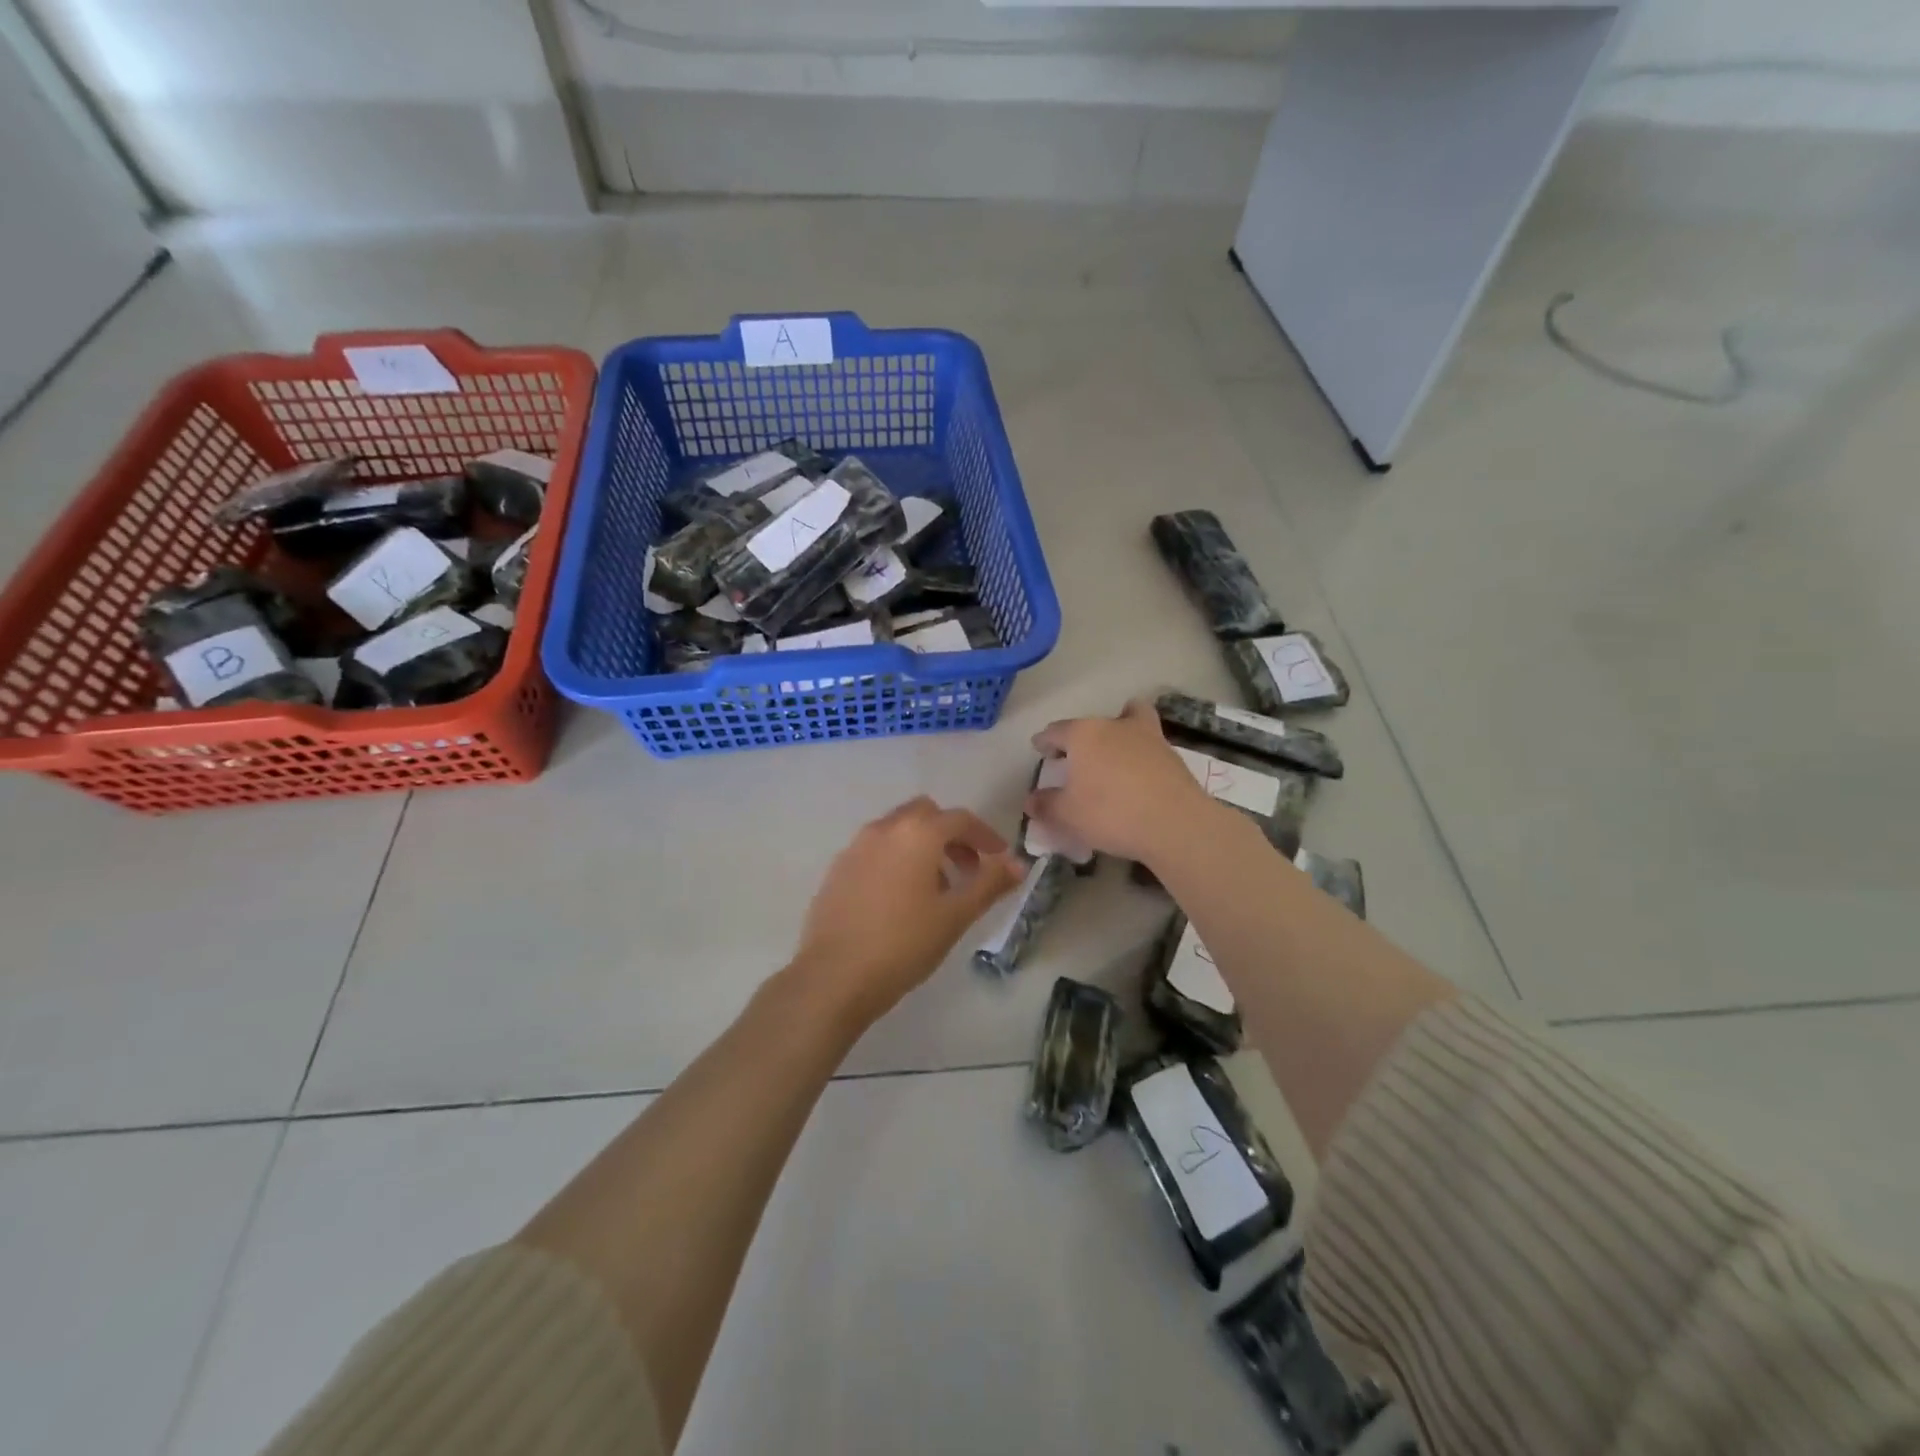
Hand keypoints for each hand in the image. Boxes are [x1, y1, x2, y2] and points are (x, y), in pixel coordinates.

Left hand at [792, 797, 1024, 1023]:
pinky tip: (900, 898)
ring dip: (922, 846)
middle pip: (926, 814)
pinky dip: (896, 858)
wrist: (834, 976)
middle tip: (967, 869)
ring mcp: (855, 847)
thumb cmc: (904, 944)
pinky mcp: (837, 869)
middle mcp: (884, 829)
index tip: (999, 858)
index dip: (985, 835)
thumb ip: (989, 883)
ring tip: (936, 888)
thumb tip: (1018, 864)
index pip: (960, 819)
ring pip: (898, 830)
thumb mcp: (955, 915)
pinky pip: (875, 849)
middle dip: (951, 835)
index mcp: (917, 833)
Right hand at [1025, 698, 1217, 864]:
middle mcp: (1114, 726)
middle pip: (1092, 724)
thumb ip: (1046, 805)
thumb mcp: (1067, 816)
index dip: (1044, 741)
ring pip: (1130, 720)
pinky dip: (1140, 751)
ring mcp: (1148, 736)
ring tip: (1112, 752)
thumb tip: (1031, 800)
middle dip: (1080, 737)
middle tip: (1073, 756)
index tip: (1039, 748)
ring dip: (1117, 731)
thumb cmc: (1110, 813)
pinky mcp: (1171, 754)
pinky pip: (1149, 744)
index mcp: (1083, 734)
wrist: (1175, 824)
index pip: (1056, 731)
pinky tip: (1138, 771)